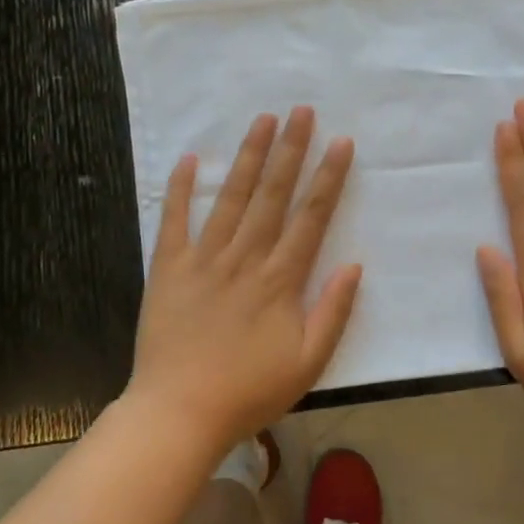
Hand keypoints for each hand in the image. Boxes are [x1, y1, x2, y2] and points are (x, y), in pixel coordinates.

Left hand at [129, 107, 362, 447]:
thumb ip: (333, 312)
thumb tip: (354, 265)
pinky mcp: (168, 268)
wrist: (180, 412)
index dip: (328, 177)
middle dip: (290, 150)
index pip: (311, 217)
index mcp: (280, 280)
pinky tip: (192, 159)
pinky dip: (182, 188)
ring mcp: (204, 259)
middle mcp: (245, 258)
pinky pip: (174, 220)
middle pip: (273, 195)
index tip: (341, 143)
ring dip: (249, 157)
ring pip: (231, 197)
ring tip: (263, 120)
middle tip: (302, 111)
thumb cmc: (249, 391)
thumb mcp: (308, 363)